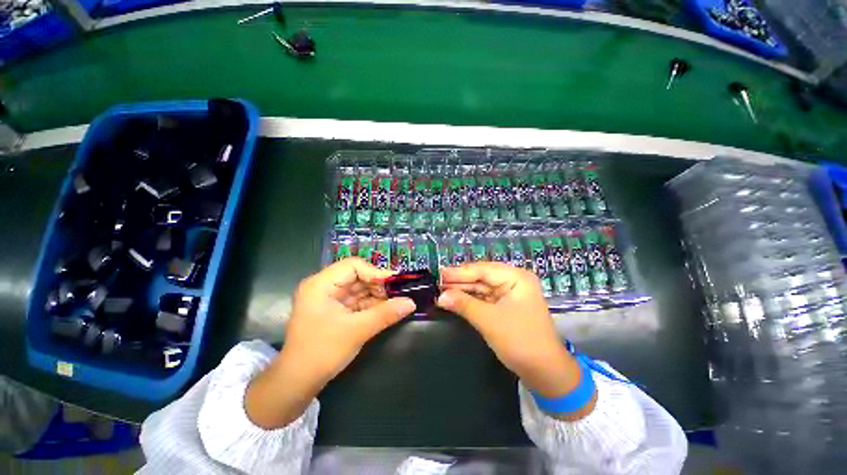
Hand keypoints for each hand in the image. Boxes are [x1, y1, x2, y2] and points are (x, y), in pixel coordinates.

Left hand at [246, 258, 415, 428]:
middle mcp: (324, 286)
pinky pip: (357, 301)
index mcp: (321, 284)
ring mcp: (329, 298)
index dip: (375, 272)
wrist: (297, 382)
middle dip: (378, 285)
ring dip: (377, 295)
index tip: (394, 283)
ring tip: (396, 301)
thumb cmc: (322, 352)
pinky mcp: (335, 310)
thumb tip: (411, 303)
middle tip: (399, 292)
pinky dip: (371, 304)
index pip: (353, 266)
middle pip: (357, 276)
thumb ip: (385, 314)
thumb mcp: (357, 330)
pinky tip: (386, 309)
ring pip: (359, 289)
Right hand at [437, 262, 594, 418]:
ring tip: (441, 290)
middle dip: (459, 281)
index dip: (459, 272)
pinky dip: (470, 300)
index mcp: (516, 277)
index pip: (482, 270)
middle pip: (481, 277)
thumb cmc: (520, 341)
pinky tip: (455, 299)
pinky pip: (484, 298)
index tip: (439, 273)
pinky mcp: (505, 306)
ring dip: (463, 290)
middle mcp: (513, 281)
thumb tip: (440, 296)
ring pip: (481, 287)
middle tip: (437, 282)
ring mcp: (509, 293)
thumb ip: (463, 304)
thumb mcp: (489, 321)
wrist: (545, 372)